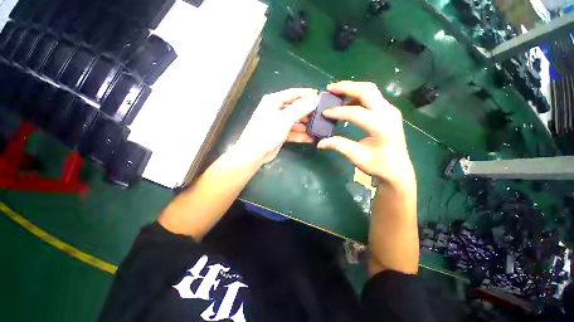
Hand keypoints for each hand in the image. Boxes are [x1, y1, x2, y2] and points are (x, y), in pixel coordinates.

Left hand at [235, 88, 318, 164]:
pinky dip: (300, 135)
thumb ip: (300, 108)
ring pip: (295, 121)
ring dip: (305, 125)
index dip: (307, 94)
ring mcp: (278, 123)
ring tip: (319, 127)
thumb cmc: (267, 132)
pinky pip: (292, 132)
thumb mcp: (285, 118)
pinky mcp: (279, 133)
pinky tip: (311, 138)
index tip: (320, 96)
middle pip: (295, 108)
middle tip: (322, 114)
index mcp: (274, 101)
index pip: (293, 93)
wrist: (254, 153)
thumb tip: (315, 99)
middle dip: (308, 111)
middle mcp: (276, 110)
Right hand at [317, 81, 414, 189]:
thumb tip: (320, 143)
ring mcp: (390, 110)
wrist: (398, 169)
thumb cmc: (378, 165)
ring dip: (352, 89)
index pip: (355, 112)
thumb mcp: (356, 157)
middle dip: (346, 87)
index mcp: (381, 127)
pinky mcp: (388, 111)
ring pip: (370, 90)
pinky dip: (358, 95)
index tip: (324, 113)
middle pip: (367, 91)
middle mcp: (388, 113)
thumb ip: (338, 145)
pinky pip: (373, 97)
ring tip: (336, 93)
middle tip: (330, 89)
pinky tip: (348, 101)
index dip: (337, 111)